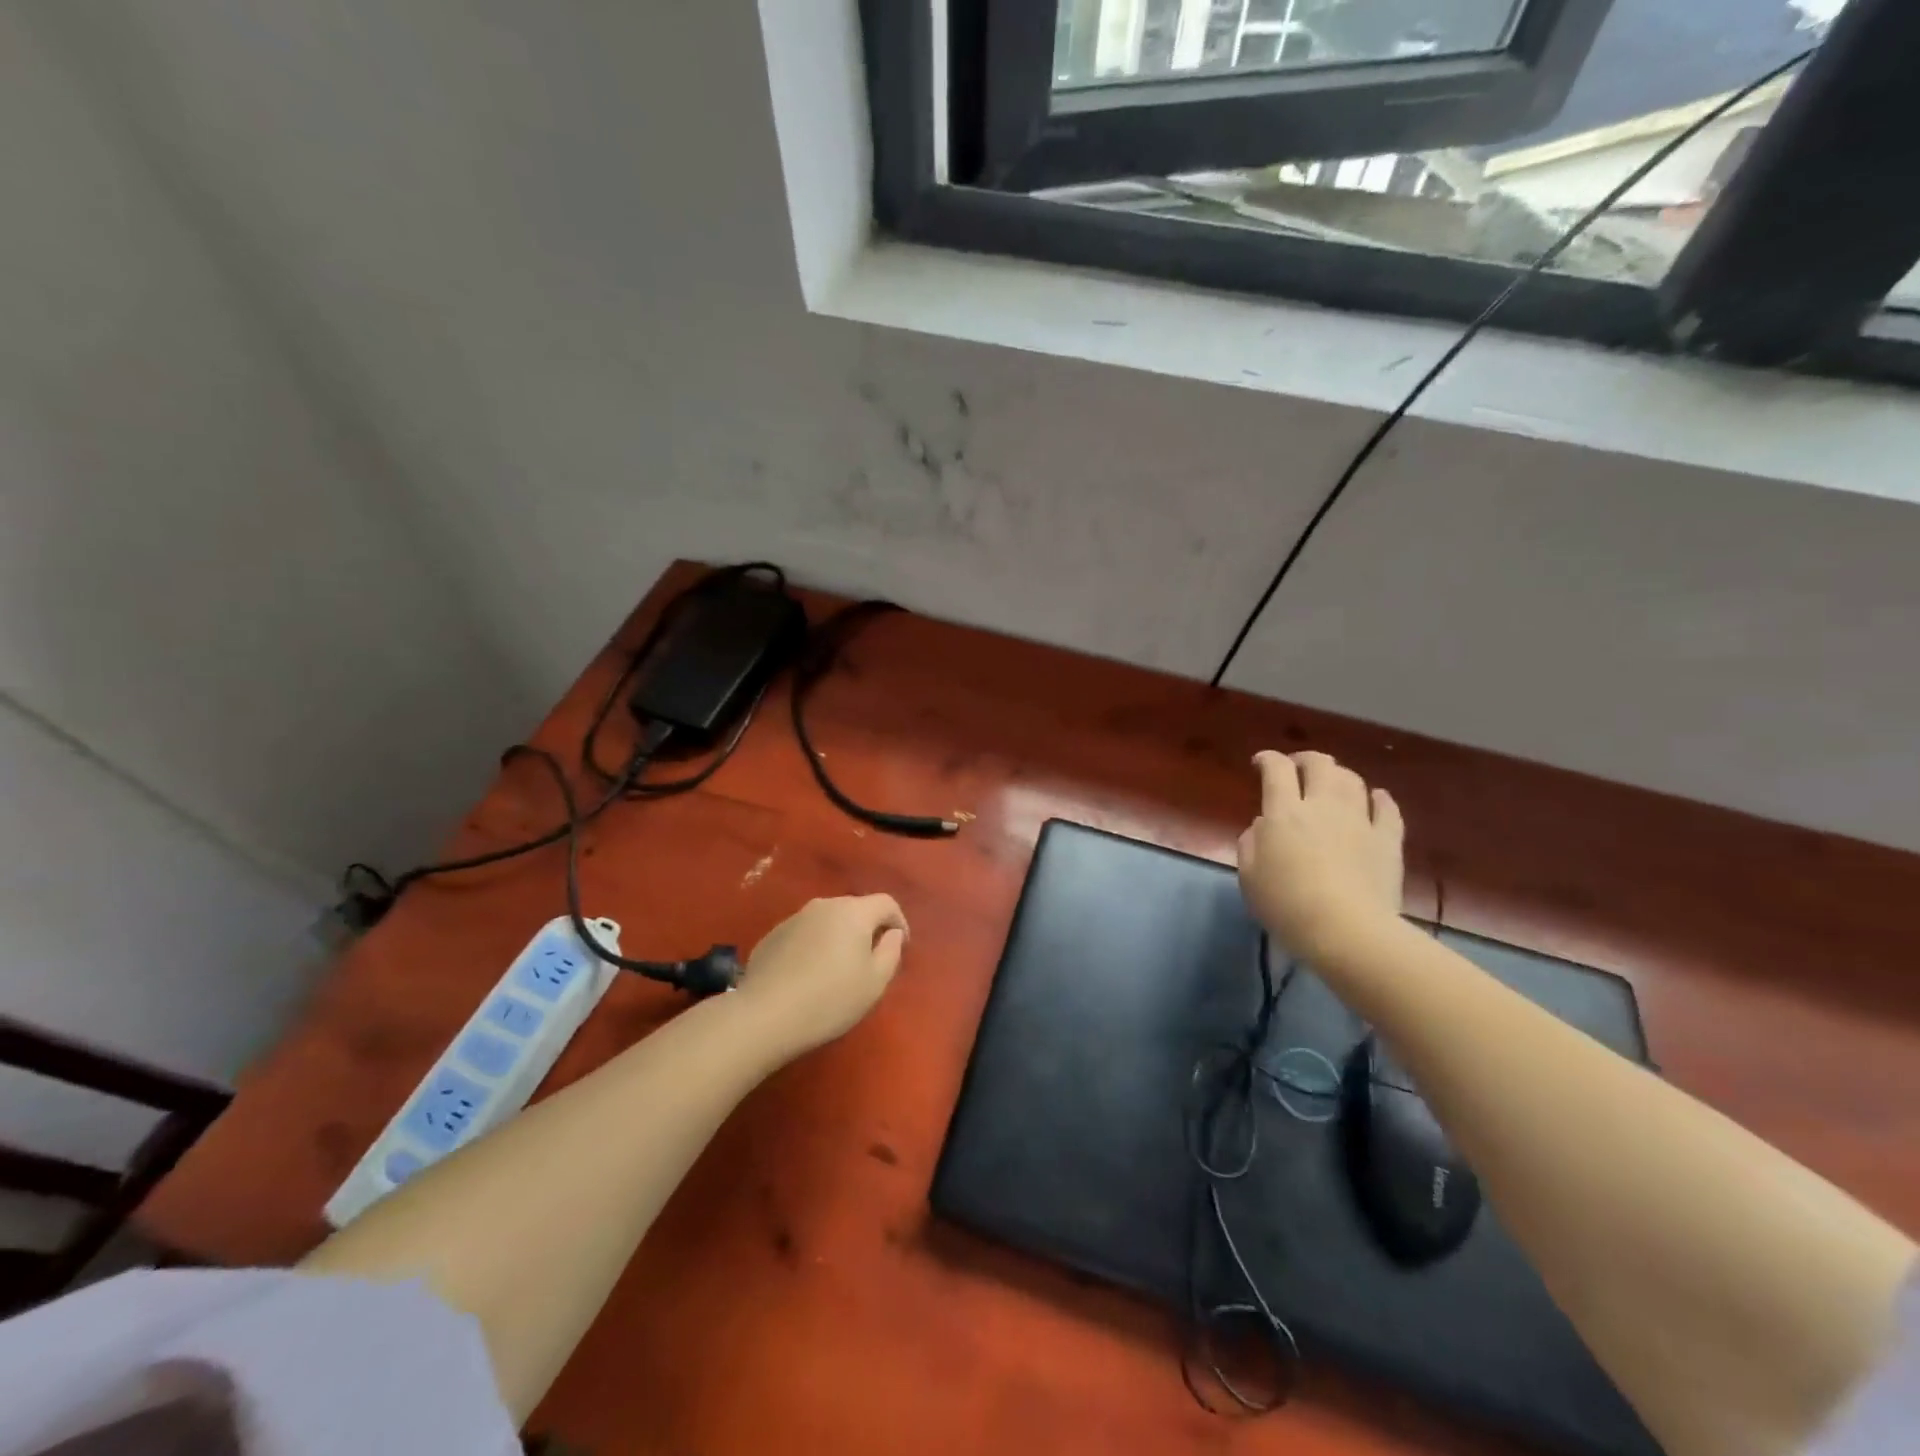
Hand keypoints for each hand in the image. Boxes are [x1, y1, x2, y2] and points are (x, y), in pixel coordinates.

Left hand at [734, 894, 908, 1057]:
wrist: (765, 1015)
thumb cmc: (830, 999)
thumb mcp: (875, 982)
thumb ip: (891, 952)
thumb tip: (892, 933)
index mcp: (853, 912)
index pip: (886, 903)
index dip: (899, 921)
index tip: (901, 946)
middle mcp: (824, 905)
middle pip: (856, 909)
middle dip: (868, 929)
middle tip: (870, 961)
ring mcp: (794, 918)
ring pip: (828, 921)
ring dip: (839, 937)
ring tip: (838, 970)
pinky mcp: (772, 935)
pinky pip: (805, 934)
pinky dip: (814, 947)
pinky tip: (808, 976)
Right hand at [1238, 751, 1404, 959]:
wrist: (1348, 931)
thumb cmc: (1287, 905)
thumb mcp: (1249, 878)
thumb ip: (1250, 844)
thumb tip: (1262, 827)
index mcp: (1284, 813)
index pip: (1276, 770)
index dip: (1267, 759)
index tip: (1260, 763)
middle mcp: (1323, 806)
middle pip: (1320, 765)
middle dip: (1306, 759)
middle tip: (1297, 768)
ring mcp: (1360, 821)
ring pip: (1353, 781)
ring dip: (1339, 775)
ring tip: (1332, 783)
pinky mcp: (1388, 841)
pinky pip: (1388, 809)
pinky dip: (1379, 799)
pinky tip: (1376, 799)